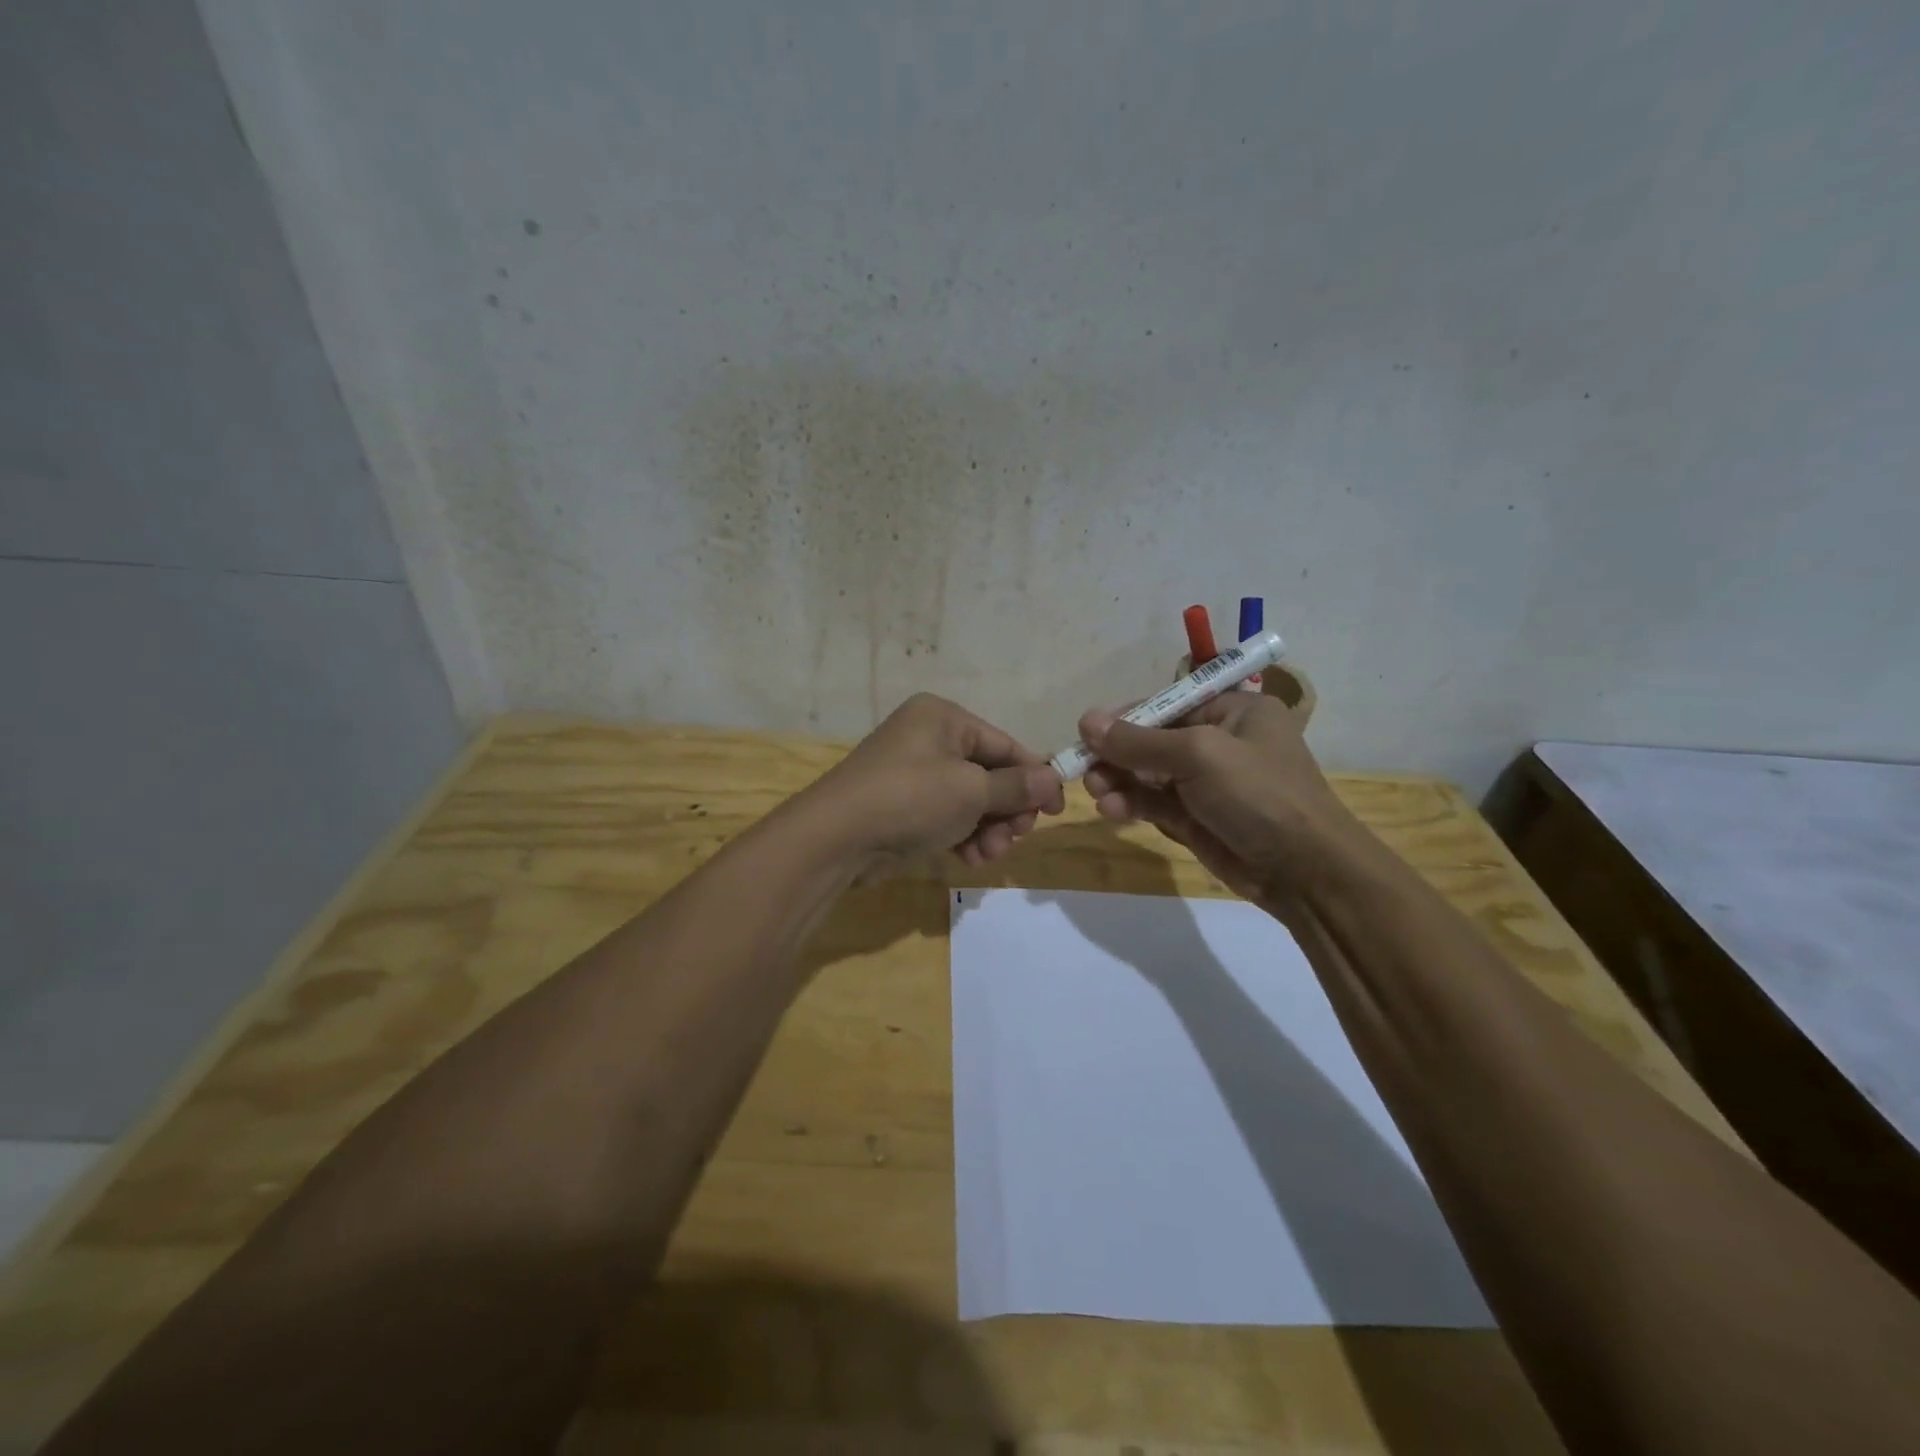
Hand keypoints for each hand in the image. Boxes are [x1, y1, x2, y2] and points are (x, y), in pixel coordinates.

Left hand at [811, 694, 1065, 868]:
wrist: (836, 838)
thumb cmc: (911, 799)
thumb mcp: (971, 791)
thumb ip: (1016, 787)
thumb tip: (1054, 780)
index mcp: (943, 718)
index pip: (1004, 745)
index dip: (1035, 776)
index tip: (1058, 809)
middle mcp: (928, 738)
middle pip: (988, 774)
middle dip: (1006, 810)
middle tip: (1016, 837)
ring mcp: (912, 773)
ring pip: (969, 801)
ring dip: (987, 829)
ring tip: (988, 854)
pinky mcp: (902, 806)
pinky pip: (946, 816)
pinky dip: (962, 836)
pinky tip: (968, 859)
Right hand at [1079, 693, 1362, 905]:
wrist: (1305, 872)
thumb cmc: (1259, 795)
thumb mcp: (1198, 756)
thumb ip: (1139, 741)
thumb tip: (1086, 720)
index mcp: (1234, 711)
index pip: (1168, 704)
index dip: (1126, 717)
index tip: (1087, 731)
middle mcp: (1220, 742)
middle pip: (1154, 740)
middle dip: (1118, 754)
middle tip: (1084, 767)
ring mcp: (1209, 784)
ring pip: (1150, 775)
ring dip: (1120, 781)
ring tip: (1096, 791)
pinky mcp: (1198, 818)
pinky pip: (1156, 804)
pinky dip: (1133, 804)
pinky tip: (1112, 810)